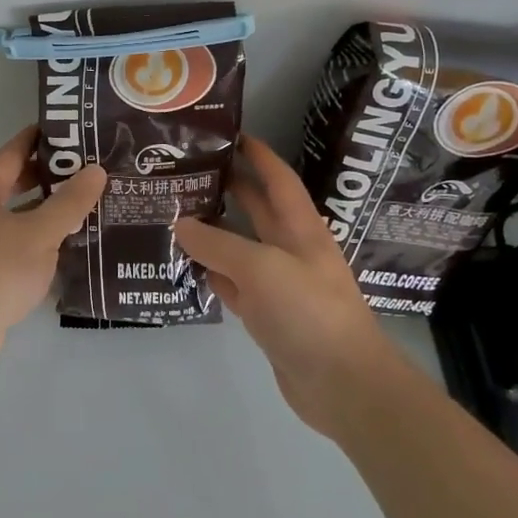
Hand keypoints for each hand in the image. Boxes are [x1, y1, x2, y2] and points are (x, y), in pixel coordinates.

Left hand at [0, 126, 107, 373]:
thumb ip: (70, 202)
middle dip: (51, 176)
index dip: (47, 138)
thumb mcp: (40, 234)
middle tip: (91, 171)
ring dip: (44, 209)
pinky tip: (63, 244)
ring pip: (13, 212)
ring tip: (86, 205)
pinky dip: (33, 236)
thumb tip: (96, 170)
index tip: (80, 132)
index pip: (16, 149)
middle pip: (14, 180)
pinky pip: (9, 239)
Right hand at [174, 136, 400, 437]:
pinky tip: (186, 265)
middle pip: (257, 209)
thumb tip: (180, 223)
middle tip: (187, 170)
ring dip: (213, 231)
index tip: (230, 133)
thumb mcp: (260, 268)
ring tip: (173, 212)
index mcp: (300, 228)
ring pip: (240, 247)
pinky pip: (234, 284)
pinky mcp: (267, 315)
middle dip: (228, 187)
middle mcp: (290, 249)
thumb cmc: (308, 311)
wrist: (343, 384)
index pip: (278, 179)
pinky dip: (212, 273)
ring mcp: (278, 284)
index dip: (258, 154)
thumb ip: (218, 244)